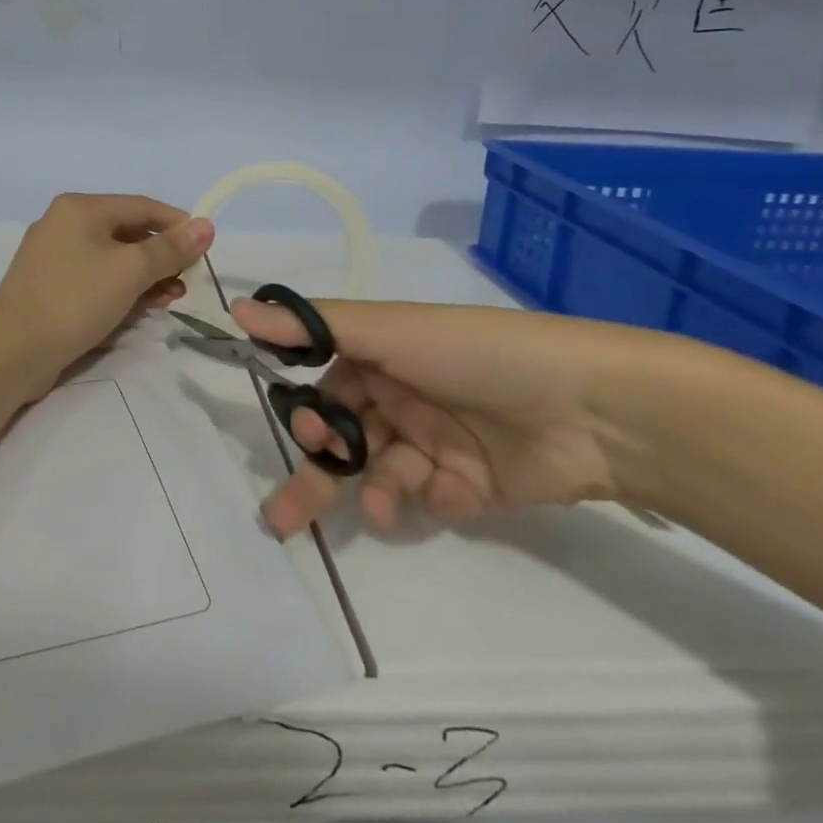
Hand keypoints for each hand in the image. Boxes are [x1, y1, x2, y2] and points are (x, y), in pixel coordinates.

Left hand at [0, 194, 214, 398]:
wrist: (11, 351)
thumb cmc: (74, 298)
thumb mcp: (130, 270)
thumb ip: (170, 249)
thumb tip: (206, 225)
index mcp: (80, 208)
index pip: (142, 206)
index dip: (178, 223)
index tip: (206, 247)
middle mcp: (65, 224)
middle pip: (128, 232)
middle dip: (163, 255)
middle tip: (189, 280)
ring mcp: (55, 258)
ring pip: (114, 259)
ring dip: (147, 276)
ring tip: (172, 298)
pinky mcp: (52, 288)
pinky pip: (98, 280)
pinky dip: (123, 290)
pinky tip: (144, 308)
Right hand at [233, 299, 664, 538]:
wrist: (585, 408)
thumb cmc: (473, 354)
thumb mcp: (389, 331)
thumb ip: (313, 326)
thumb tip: (237, 307)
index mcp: (380, 357)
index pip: (323, 386)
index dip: (306, 413)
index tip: (304, 433)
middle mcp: (401, 397)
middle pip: (342, 439)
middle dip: (315, 472)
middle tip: (283, 516)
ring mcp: (434, 442)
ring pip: (378, 473)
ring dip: (371, 490)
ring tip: (379, 506)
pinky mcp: (467, 485)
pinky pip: (426, 498)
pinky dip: (425, 499)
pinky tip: (441, 493)